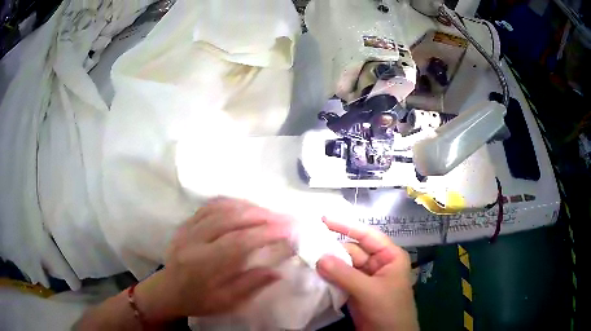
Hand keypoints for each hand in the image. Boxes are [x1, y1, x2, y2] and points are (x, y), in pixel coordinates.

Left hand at [136, 198, 293, 321]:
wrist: (167, 291)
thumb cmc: (198, 301)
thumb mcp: (226, 302)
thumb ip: (251, 285)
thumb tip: (279, 271)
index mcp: (202, 265)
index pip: (238, 242)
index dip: (266, 233)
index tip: (290, 230)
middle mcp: (193, 240)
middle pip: (230, 218)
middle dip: (263, 216)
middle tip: (286, 218)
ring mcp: (187, 227)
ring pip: (221, 207)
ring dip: (250, 207)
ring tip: (271, 213)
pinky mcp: (186, 222)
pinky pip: (211, 205)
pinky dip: (233, 203)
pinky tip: (247, 207)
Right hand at [317, 218, 418, 330]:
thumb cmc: (389, 309)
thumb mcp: (370, 291)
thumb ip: (345, 274)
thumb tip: (319, 257)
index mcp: (389, 256)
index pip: (367, 235)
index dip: (346, 226)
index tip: (323, 220)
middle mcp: (377, 263)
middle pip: (352, 251)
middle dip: (332, 250)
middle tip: (307, 248)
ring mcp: (365, 278)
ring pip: (344, 265)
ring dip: (328, 264)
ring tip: (306, 259)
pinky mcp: (355, 290)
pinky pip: (340, 278)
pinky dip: (328, 277)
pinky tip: (314, 274)